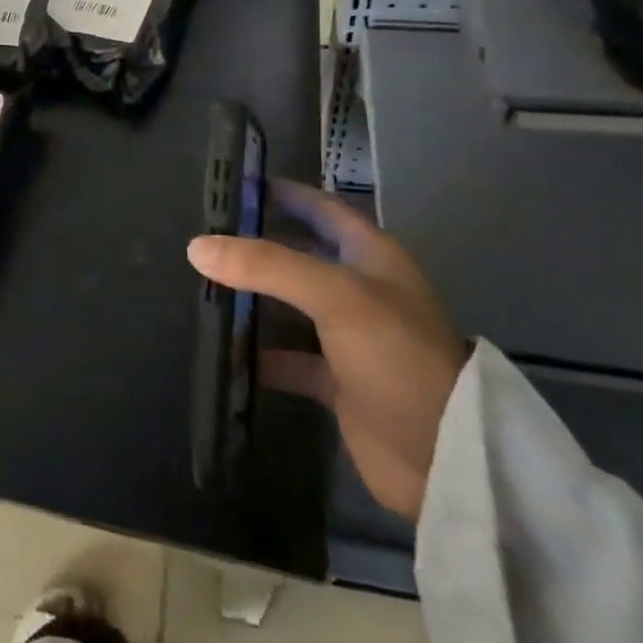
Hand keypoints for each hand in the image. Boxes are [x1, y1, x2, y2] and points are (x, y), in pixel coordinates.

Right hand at [189, 179, 469, 522]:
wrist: (445, 459)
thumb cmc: (397, 357)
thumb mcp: (336, 296)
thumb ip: (266, 266)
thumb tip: (196, 247)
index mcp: (369, 255)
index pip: (319, 206)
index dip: (281, 191)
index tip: (231, 184)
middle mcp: (358, 289)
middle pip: (298, 252)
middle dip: (256, 242)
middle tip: (202, 233)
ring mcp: (348, 336)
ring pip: (288, 303)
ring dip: (252, 296)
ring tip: (199, 283)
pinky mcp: (336, 381)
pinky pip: (287, 357)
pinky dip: (258, 354)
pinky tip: (221, 350)